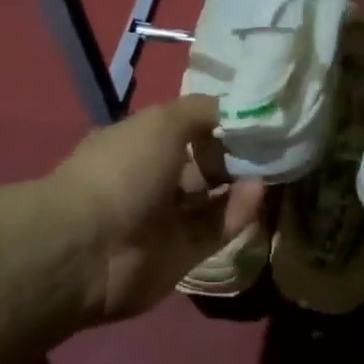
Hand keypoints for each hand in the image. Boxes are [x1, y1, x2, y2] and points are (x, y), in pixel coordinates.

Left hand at [49, 95, 264, 323]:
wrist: (89, 249)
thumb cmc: (122, 170)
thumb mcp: (162, 121)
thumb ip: (201, 112)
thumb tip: (233, 109)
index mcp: (137, 144)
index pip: (182, 129)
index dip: (214, 122)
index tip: (250, 115)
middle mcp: (150, 180)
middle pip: (200, 165)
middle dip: (232, 155)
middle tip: (270, 143)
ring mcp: (165, 220)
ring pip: (211, 199)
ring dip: (240, 183)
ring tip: (273, 166)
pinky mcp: (182, 254)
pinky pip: (216, 228)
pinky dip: (239, 211)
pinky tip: (259, 191)